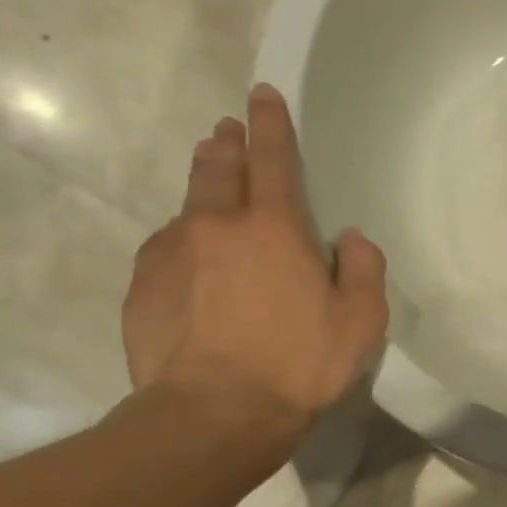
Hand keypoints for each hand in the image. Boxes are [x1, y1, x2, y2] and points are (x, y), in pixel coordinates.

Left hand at [123, 84, 387, 451]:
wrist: (214, 413)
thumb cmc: (299, 362)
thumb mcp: (361, 320)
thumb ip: (364, 269)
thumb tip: (350, 239)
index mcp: (274, 228)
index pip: (273, 159)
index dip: (270, 123)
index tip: (261, 94)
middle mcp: (216, 226)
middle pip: (217, 167)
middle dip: (225, 144)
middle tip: (227, 131)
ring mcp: (171, 253)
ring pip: (186, 205)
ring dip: (201, 188)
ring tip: (209, 188)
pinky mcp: (142, 286)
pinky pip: (165, 249)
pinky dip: (182, 243)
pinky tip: (190, 265)